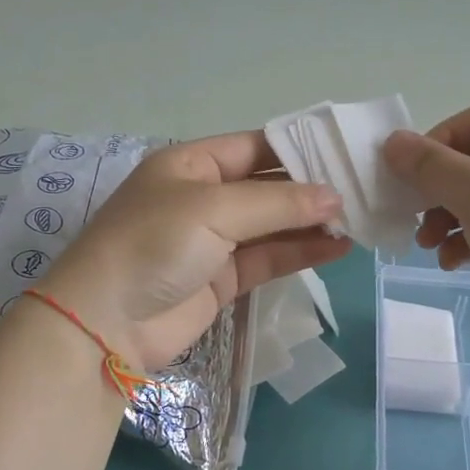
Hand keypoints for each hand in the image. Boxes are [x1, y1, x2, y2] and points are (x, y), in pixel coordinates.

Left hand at [28, 132, 349, 373]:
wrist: (105, 323)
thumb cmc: (153, 244)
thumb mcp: (213, 209)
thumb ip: (277, 202)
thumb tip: (334, 197)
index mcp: (191, 164)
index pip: (254, 146)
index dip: (298, 148)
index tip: (345, 151)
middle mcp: (205, 197)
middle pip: (268, 186)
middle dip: (312, 188)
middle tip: (364, 187)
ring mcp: (215, 240)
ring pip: (274, 225)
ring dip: (313, 222)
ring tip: (360, 218)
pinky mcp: (224, 278)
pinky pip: (270, 258)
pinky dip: (302, 252)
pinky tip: (339, 247)